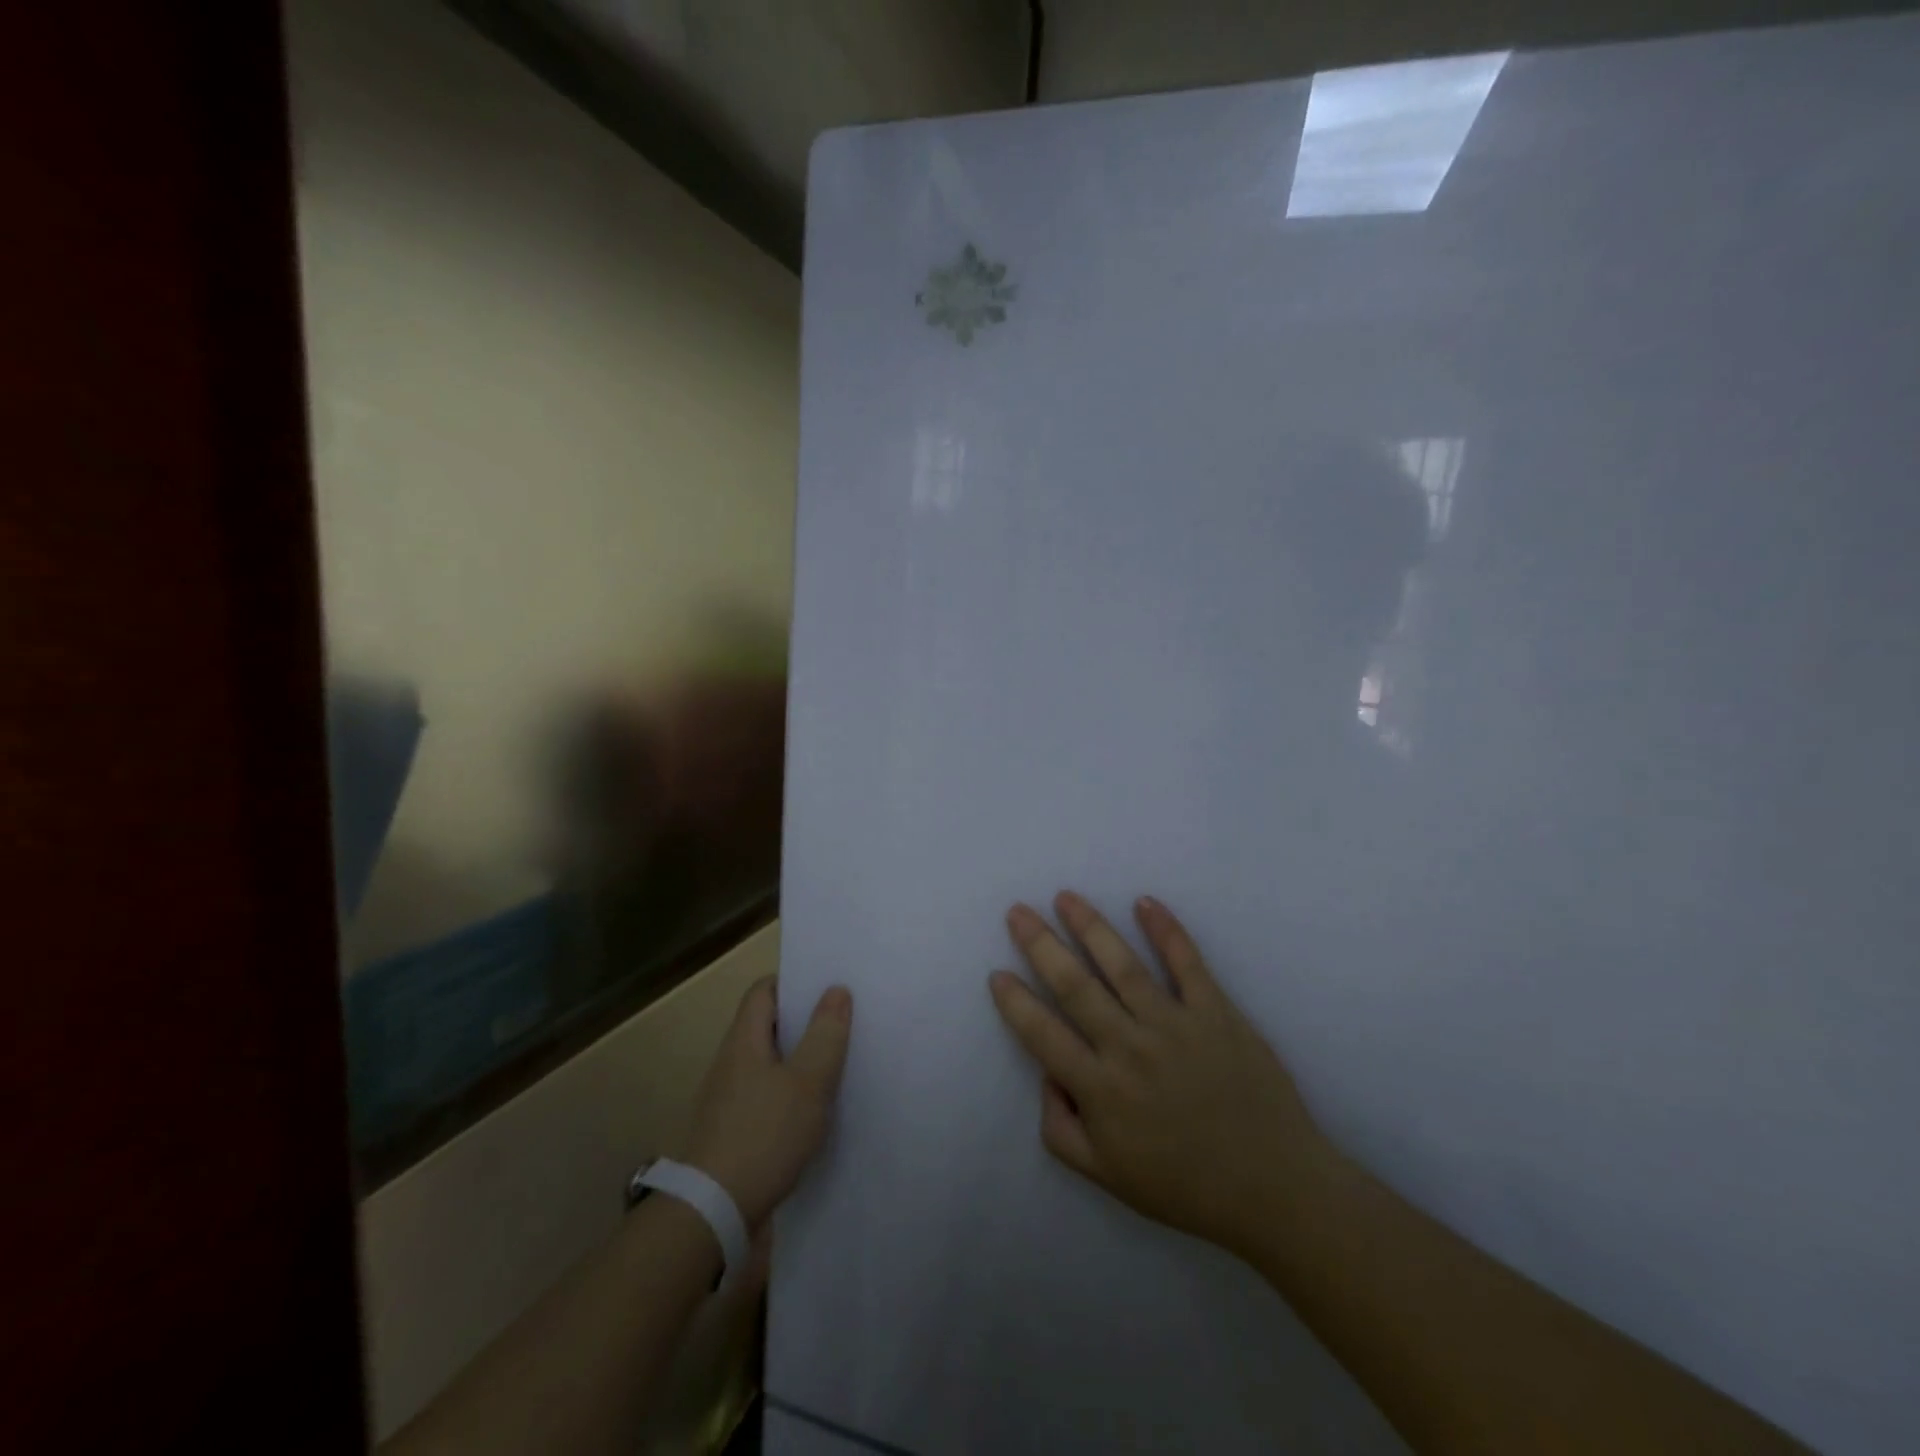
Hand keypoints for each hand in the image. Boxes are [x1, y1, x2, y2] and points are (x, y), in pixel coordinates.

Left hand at [682, 978, 851, 1229]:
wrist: (712, 1213)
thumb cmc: (764, 1135)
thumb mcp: (808, 1082)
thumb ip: (825, 1035)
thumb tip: (836, 990)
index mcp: (744, 1040)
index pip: (763, 990)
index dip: (793, 982)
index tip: (827, 988)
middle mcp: (730, 1062)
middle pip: (766, 1025)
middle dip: (803, 1021)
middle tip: (843, 1023)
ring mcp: (727, 1099)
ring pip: (768, 1063)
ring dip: (798, 1059)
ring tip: (837, 1064)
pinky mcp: (731, 1131)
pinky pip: (765, 1095)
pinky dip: (789, 1093)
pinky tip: (814, 1111)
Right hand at [988, 893, 1332, 1256]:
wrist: (1275, 1189)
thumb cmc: (1186, 1186)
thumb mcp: (1108, 1178)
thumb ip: (1060, 1130)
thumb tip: (1047, 1076)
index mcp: (1101, 1091)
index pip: (1044, 1035)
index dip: (1016, 1002)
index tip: (997, 973)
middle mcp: (1131, 1048)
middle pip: (1075, 986)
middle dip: (1041, 945)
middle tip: (1017, 912)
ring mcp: (1175, 1025)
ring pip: (1122, 965)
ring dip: (1090, 926)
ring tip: (1065, 897)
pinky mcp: (1216, 1013)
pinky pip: (1188, 964)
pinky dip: (1167, 931)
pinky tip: (1145, 902)